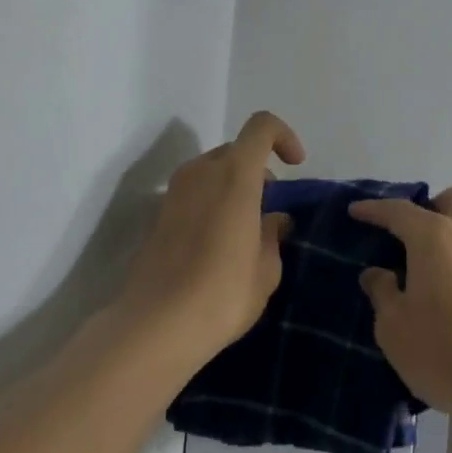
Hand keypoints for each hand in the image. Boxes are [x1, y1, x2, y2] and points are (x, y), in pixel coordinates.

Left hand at [121, 111, 305, 362]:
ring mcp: (174, 192)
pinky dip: (212, 204)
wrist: (156, 326)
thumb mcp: (266, 269)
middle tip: (270, 208)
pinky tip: (218, 246)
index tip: (295, 166)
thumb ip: (273, 235)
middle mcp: (201, 172)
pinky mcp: (158, 216)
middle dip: (258, 170)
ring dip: (233, 187)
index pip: (262, 127)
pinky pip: (194, 194)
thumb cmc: (223, 293)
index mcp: (235, 174)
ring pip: (212, 171)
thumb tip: (274, 220)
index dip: (284, 137)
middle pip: (236, 150)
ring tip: (245, 230)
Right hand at [350, 187, 451, 424]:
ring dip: (449, 235)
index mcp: (435, 237)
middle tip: (406, 235)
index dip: (374, 209)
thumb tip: (377, 273)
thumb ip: (382, 292)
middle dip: (429, 207)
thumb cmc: (442, 353)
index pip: (399, 210)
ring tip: (424, 269)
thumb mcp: (394, 327)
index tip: (355, 211)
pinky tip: (449, 294)